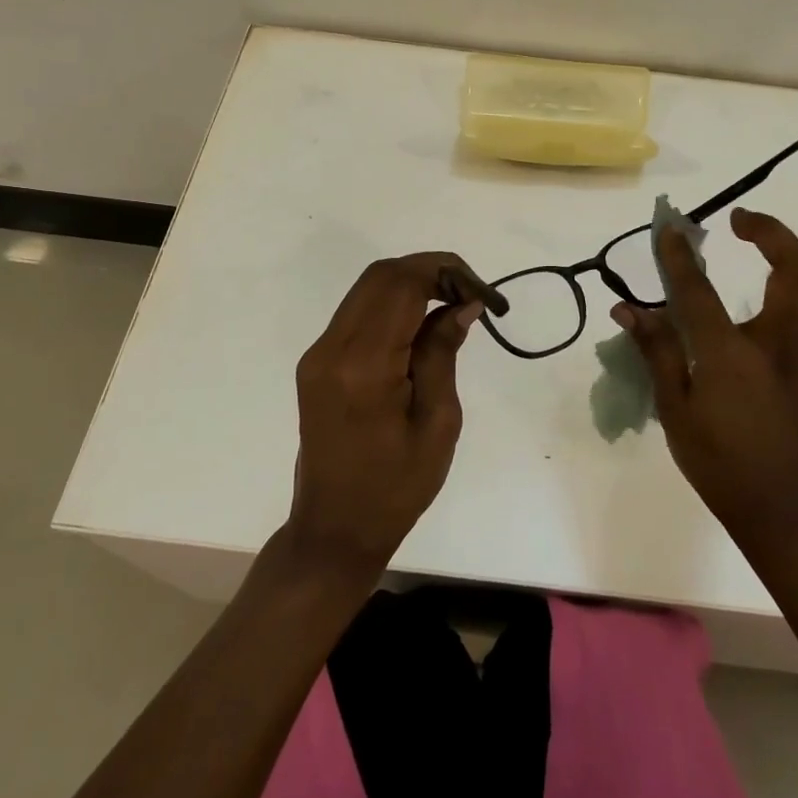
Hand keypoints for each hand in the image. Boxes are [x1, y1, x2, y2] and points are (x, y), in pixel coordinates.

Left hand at [286, 253, 482, 576]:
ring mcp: (318, 354)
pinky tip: (421, 325)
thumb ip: (443, 353)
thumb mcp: (438, 423)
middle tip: (469, 294)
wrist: (335, 527)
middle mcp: (332, 349)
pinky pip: (357, 312)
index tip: (481, 293)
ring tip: (452, 305)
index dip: (444, 272)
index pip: (401, 285)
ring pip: (367, 289)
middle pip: (380, 276)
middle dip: (429, 269)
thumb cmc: (397, 487)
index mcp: (363, 366)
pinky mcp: (317, 362)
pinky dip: (392, 304)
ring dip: (410, 283)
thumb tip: (462, 303)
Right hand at [611, 208, 797, 554]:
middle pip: (796, 274)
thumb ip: (657, 353)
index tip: (669, 229)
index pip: (700, 291)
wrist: (776, 512)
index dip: (679, 256)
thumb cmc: (717, 462)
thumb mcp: (674, 410)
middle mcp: (781, 349)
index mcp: (733, 355)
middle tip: (745, 223)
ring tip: (786, 260)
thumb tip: (629, 309)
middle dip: (773, 234)